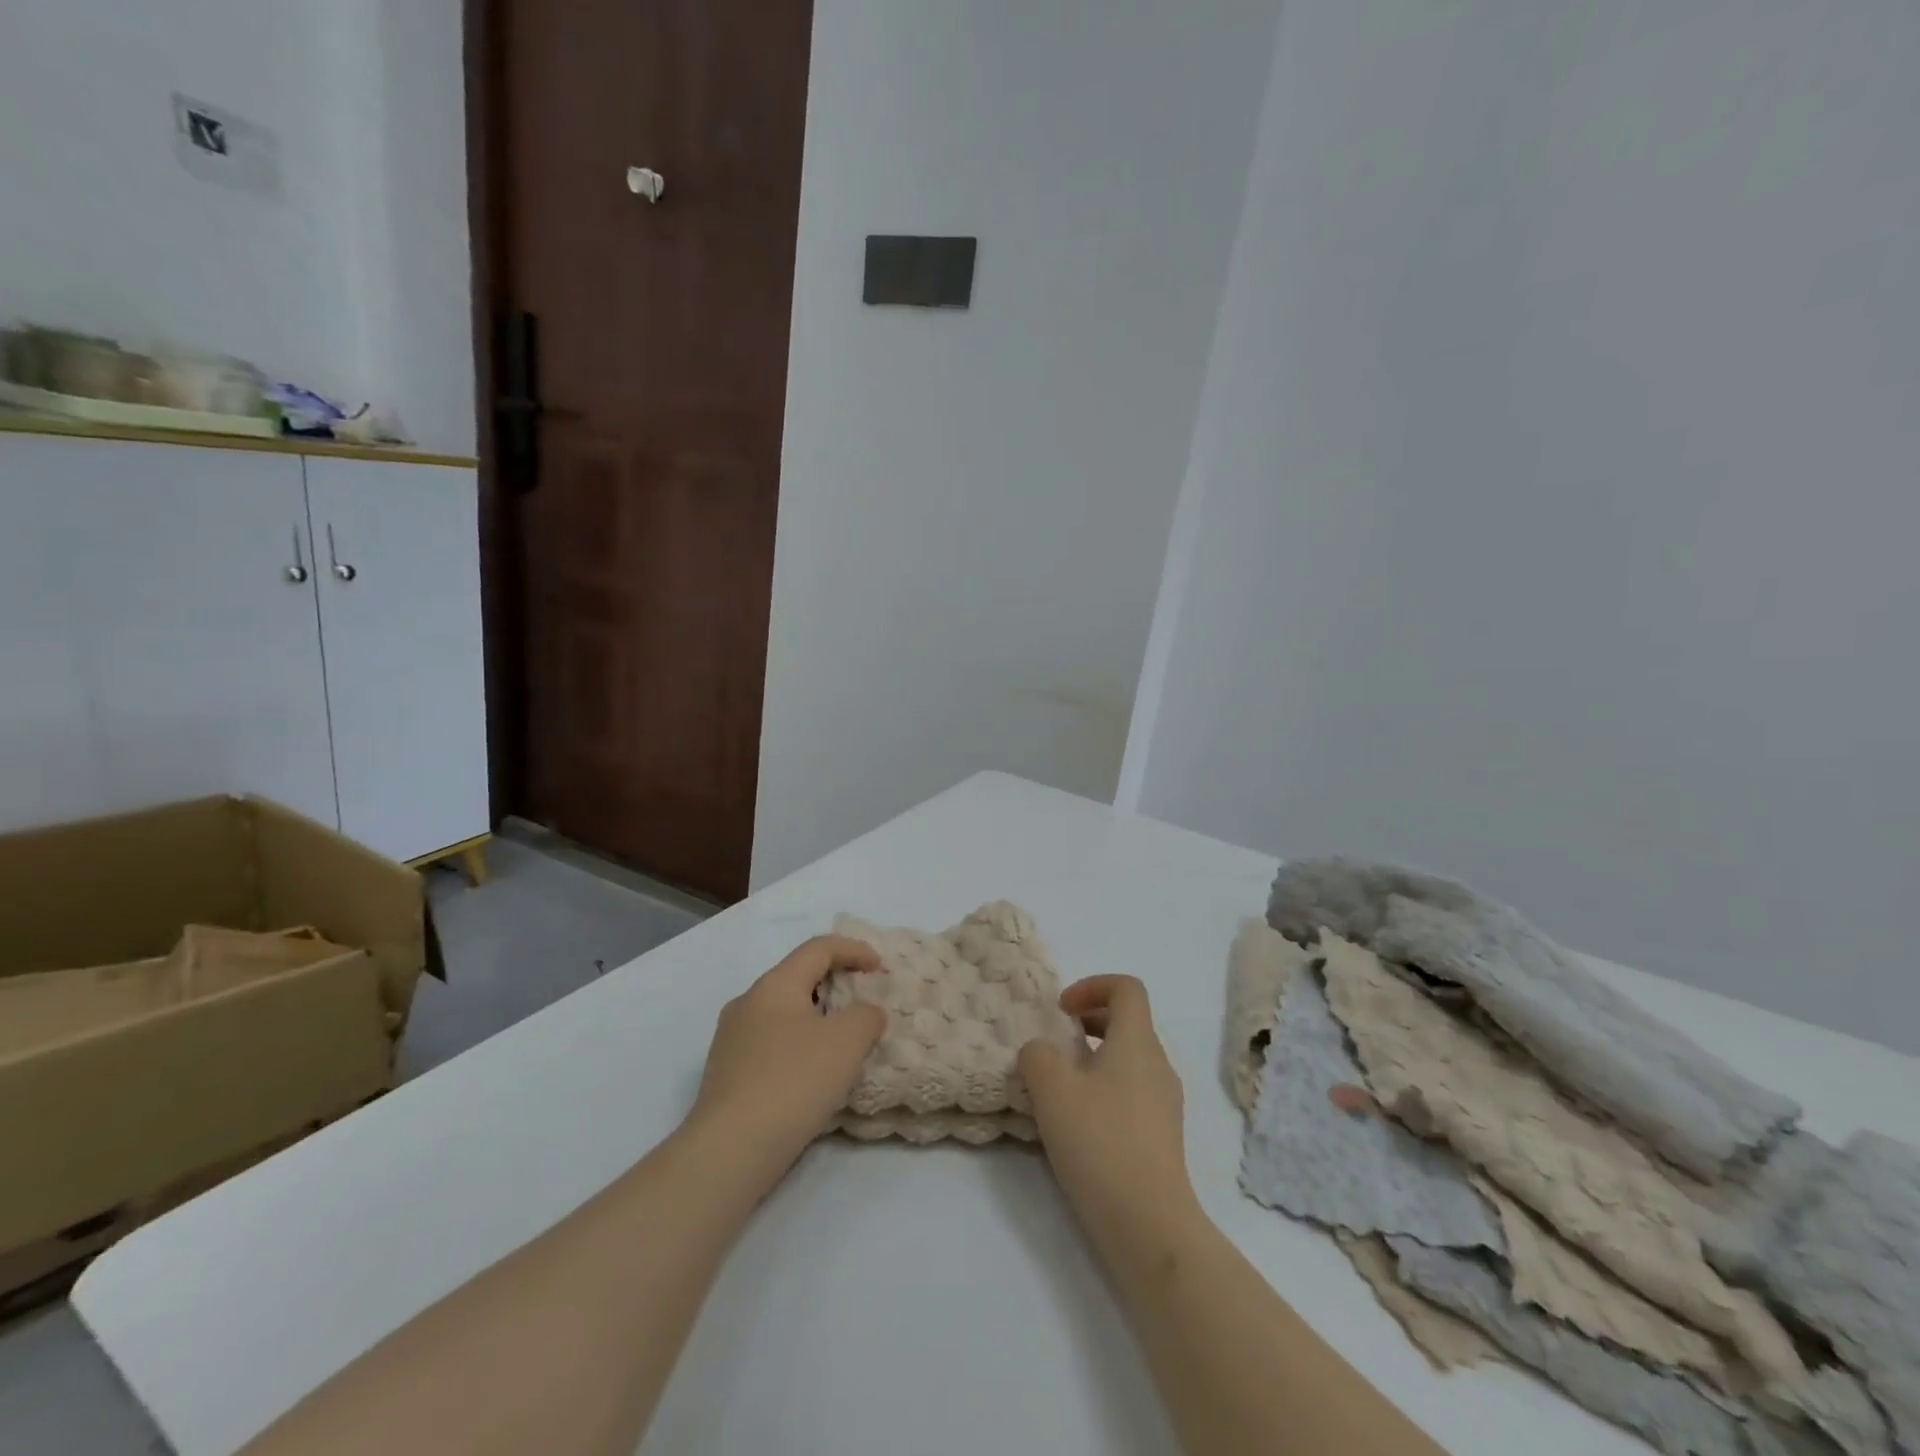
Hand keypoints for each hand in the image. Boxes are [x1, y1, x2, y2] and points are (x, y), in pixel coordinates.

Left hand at [686, 935, 885, 1175]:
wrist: (730, 1150)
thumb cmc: (793, 1081)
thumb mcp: (847, 1041)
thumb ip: (865, 1016)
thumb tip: (864, 1013)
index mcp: (774, 984)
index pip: (818, 948)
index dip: (853, 950)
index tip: (880, 968)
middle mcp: (747, 1003)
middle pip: (798, 978)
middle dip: (834, 984)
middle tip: (863, 1002)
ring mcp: (731, 1039)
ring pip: (783, 1013)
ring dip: (816, 1018)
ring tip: (842, 1042)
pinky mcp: (726, 1074)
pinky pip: (771, 1044)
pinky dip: (798, 1046)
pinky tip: (813, 1075)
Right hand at [1019, 976, 1200, 1241]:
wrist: (1148, 1224)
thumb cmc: (1100, 1142)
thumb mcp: (1052, 1089)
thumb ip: (1037, 1055)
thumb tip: (1041, 1052)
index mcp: (1138, 1042)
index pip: (1126, 988)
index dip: (1092, 985)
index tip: (1061, 1010)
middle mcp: (1158, 1065)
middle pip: (1128, 1021)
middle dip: (1089, 1021)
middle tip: (1055, 1043)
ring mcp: (1165, 1103)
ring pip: (1129, 1059)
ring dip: (1094, 1058)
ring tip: (1060, 1086)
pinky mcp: (1162, 1136)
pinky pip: (1132, 1092)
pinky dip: (1104, 1089)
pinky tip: (1078, 1123)